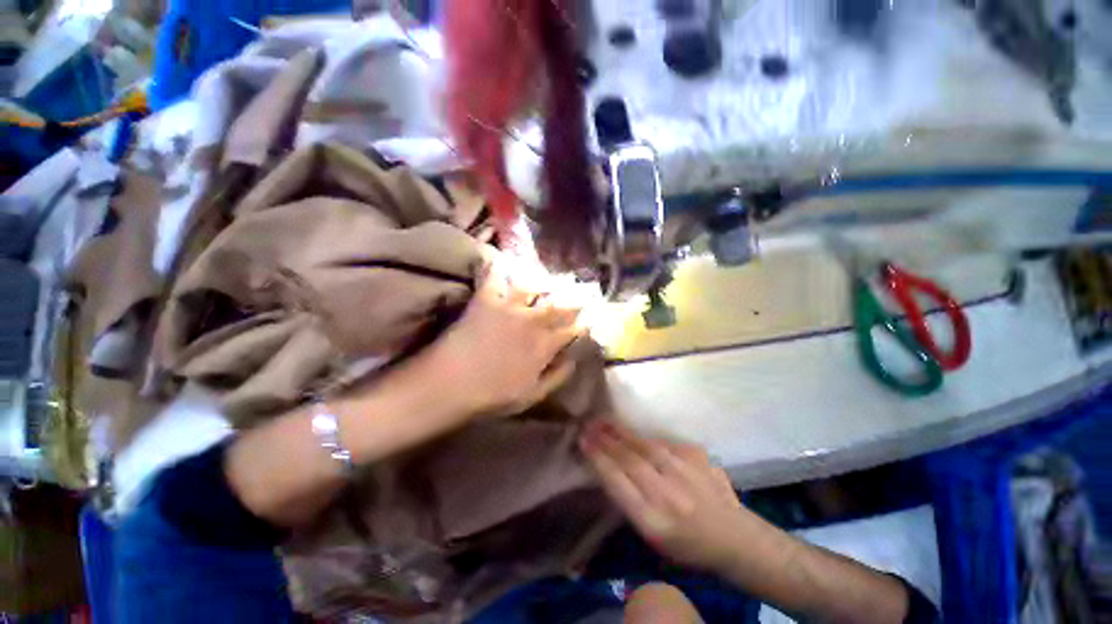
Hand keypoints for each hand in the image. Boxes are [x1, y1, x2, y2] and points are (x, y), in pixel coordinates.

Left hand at [423, 252, 583, 420]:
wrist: (450, 384)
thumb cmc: (491, 396)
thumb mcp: (531, 396)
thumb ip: (557, 377)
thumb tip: (573, 360)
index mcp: (544, 346)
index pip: (572, 330)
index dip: (583, 323)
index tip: (589, 319)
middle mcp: (532, 322)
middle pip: (558, 305)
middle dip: (573, 298)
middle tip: (580, 291)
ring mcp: (509, 308)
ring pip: (533, 286)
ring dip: (542, 280)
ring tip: (547, 277)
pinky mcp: (487, 300)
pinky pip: (495, 276)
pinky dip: (498, 266)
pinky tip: (503, 260)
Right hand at [579, 421, 745, 573]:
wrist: (734, 536)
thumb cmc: (686, 544)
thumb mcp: (651, 535)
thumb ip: (628, 501)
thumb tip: (606, 466)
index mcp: (654, 520)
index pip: (618, 482)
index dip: (598, 459)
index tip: (583, 441)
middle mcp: (668, 493)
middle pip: (629, 459)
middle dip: (605, 440)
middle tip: (588, 424)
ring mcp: (685, 470)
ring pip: (645, 445)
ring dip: (621, 432)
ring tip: (605, 422)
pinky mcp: (696, 454)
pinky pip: (662, 443)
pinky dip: (646, 439)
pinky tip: (635, 435)